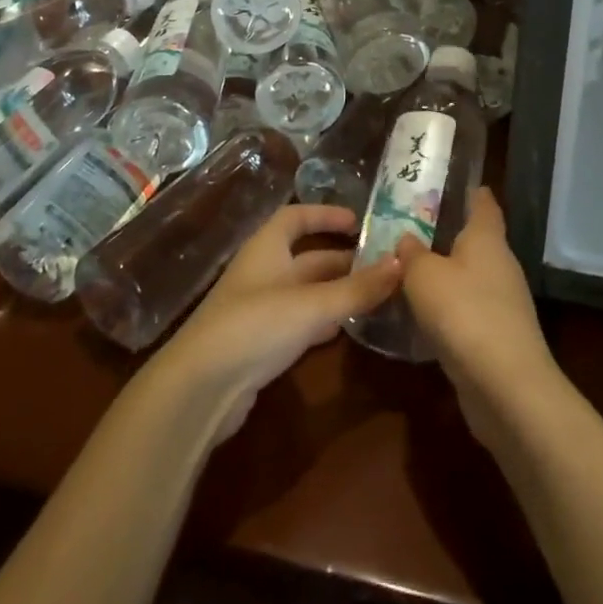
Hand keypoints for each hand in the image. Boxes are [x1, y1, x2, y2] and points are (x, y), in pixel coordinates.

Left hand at [153, 204, 400, 439]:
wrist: (200, 388)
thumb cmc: (255, 326)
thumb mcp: (312, 304)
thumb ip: (357, 288)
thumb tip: (402, 262)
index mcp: (267, 248)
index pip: (296, 217)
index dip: (325, 215)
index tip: (359, 221)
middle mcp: (263, 272)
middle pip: (307, 258)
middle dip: (342, 260)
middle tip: (383, 265)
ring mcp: (259, 309)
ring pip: (306, 292)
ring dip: (337, 292)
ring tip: (375, 295)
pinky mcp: (260, 344)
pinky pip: (299, 322)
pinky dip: (323, 322)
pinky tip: (346, 330)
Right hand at [397, 189, 559, 447]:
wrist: (505, 387)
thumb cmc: (463, 312)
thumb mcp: (423, 275)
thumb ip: (411, 254)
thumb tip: (407, 240)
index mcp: (487, 238)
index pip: (483, 203)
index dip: (470, 191)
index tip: (449, 183)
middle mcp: (501, 265)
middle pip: (476, 241)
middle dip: (447, 234)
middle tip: (410, 228)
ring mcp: (504, 303)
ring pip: (470, 277)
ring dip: (445, 275)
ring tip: (409, 271)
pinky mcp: (499, 337)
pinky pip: (469, 311)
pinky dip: (449, 309)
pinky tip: (423, 315)